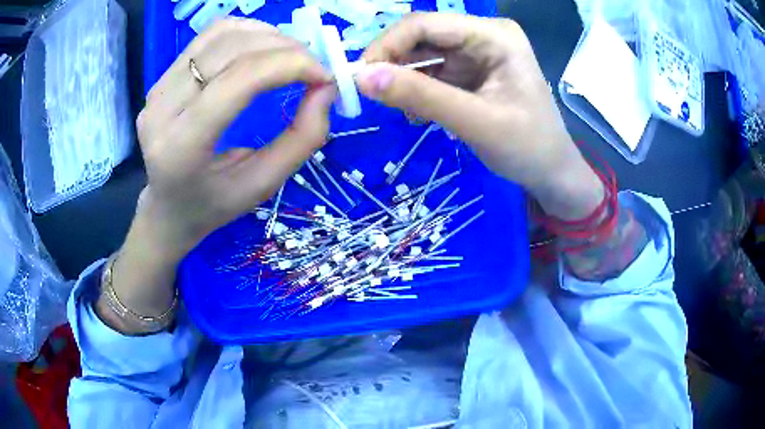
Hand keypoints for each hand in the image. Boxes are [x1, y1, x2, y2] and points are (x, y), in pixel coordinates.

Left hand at [136, 18, 335, 258]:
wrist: (168, 207)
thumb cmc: (213, 204)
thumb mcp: (263, 184)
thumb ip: (302, 138)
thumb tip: (326, 88)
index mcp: (181, 147)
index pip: (239, 80)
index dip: (289, 65)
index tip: (324, 76)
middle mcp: (162, 109)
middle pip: (231, 50)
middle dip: (285, 48)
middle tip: (314, 66)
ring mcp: (158, 88)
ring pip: (221, 34)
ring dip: (268, 35)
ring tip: (292, 56)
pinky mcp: (162, 77)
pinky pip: (210, 36)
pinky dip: (247, 32)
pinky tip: (264, 48)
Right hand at [356, 13, 602, 219]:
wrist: (552, 173)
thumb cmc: (528, 148)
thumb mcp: (476, 122)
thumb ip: (420, 96)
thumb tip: (362, 77)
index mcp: (494, 35)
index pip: (426, 24)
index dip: (387, 45)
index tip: (359, 77)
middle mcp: (483, 35)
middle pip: (422, 37)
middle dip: (392, 62)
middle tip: (367, 93)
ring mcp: (477, 53)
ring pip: (423, 55)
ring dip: (402, 78)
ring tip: (395, 106)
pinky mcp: (470, 72)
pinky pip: (432, 72)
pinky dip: (417, 89)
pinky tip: (417, 112)